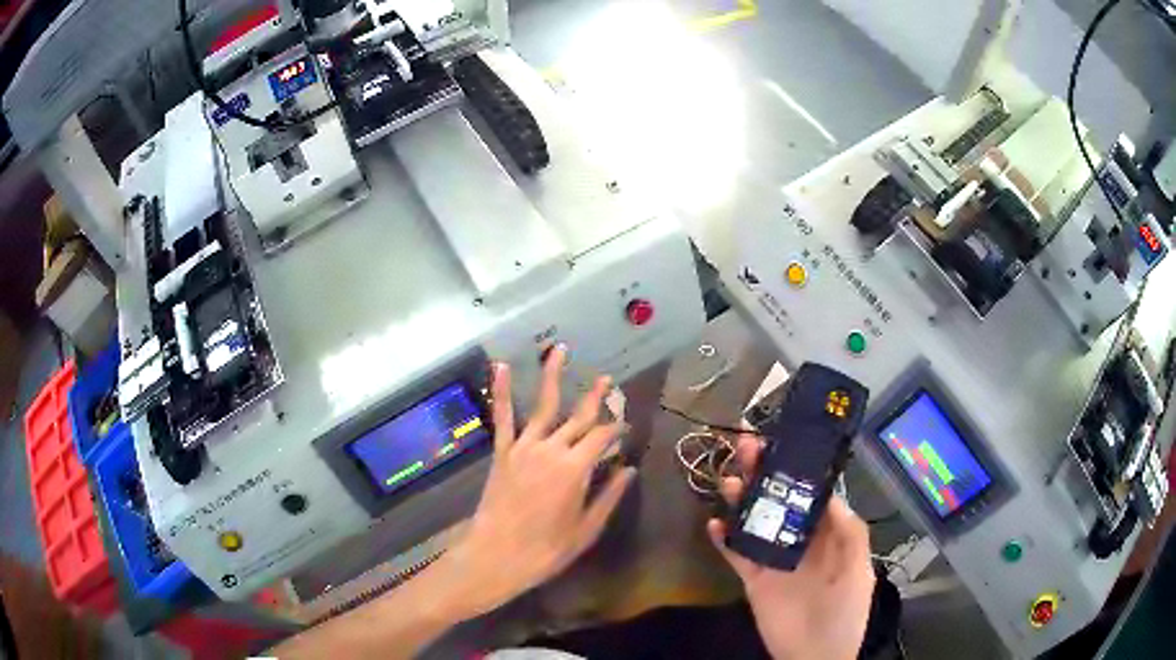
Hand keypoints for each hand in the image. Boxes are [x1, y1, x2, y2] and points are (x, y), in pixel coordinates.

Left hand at [441, 347, 635, 618]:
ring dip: (553, 376)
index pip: (603, 437)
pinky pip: (503, 416)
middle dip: (595, 397)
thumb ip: (609, 497)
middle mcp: (552, 449)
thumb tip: (629, 470)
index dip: (617, 428)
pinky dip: (502, 391)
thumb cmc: (546, 550)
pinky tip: (502, 367)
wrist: (497, 556)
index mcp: (576, 468)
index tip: (627, 425)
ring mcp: (524, 447)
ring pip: (543, 405)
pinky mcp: (502, 452)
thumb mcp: (586, 529)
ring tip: (560, 351)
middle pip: (579, 417)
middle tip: (607, 379)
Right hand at [707, 436, 874, 659]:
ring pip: (755, 522)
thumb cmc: (845, 611)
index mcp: (828, 534)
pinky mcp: (753, 579)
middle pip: (779, 501)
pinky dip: (723, 540)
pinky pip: (736, 555)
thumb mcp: (858, 570)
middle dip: (765, 474)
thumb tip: (832, 495)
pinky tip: (713, 523)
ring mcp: (774, 559)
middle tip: (748, 446)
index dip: (798, 469)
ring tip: (728, 478)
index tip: (784, 443)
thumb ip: (850, 533)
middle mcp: (799, 540)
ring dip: (742, 500)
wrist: (815, 655)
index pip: (811, 493)